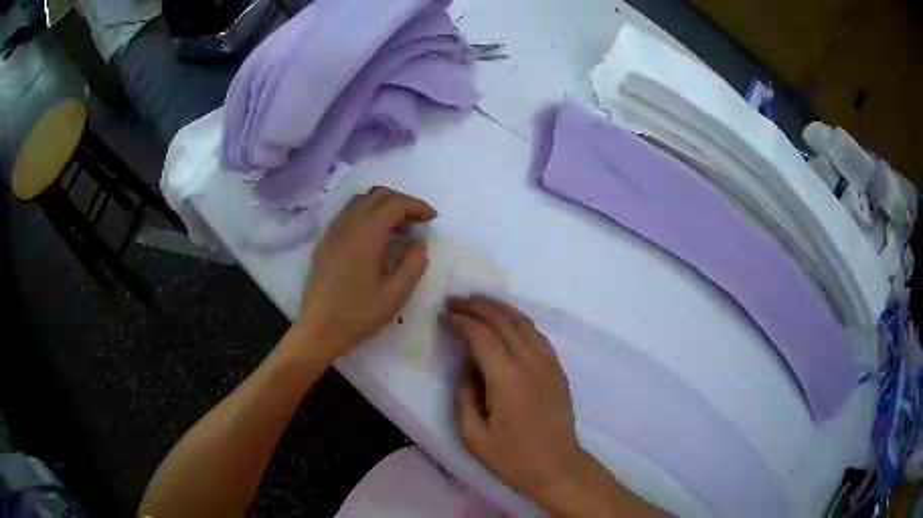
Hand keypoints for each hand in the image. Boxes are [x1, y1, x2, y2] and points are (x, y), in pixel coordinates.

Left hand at [295, 187, 437, 360]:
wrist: (318, 330)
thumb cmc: (358, 314)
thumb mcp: (396, 293)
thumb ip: (414, 263)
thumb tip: (419, 243)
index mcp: (365, 233)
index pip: (395, 204)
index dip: (417, 206)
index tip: (432, 219)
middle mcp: (347, 224)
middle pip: (377, 195)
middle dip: (401, 202)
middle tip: (418, 221)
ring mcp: (332, 232)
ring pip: (360, 202)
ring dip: (383, 206)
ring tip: (399, 229)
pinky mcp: (324, 242)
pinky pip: (348, 215)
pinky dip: (367, 215)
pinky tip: (375, 238)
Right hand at [444, 295, 660, 516]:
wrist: (557, 467)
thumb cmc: (512, 458)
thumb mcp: (473, 436)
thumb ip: (464, 396)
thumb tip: (466, 368)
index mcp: (506, 379)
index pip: (481, 336)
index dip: (460, 322)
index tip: (443, 316)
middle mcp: (530, 363)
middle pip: (502, 321)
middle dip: (476, 306)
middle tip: (454, 301)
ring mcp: (548, 363)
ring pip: (522, 322)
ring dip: (498, 307)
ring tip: (477, 301)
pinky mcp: (557, 369)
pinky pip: (537, 334)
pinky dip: (518, 320)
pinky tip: (506, 321)